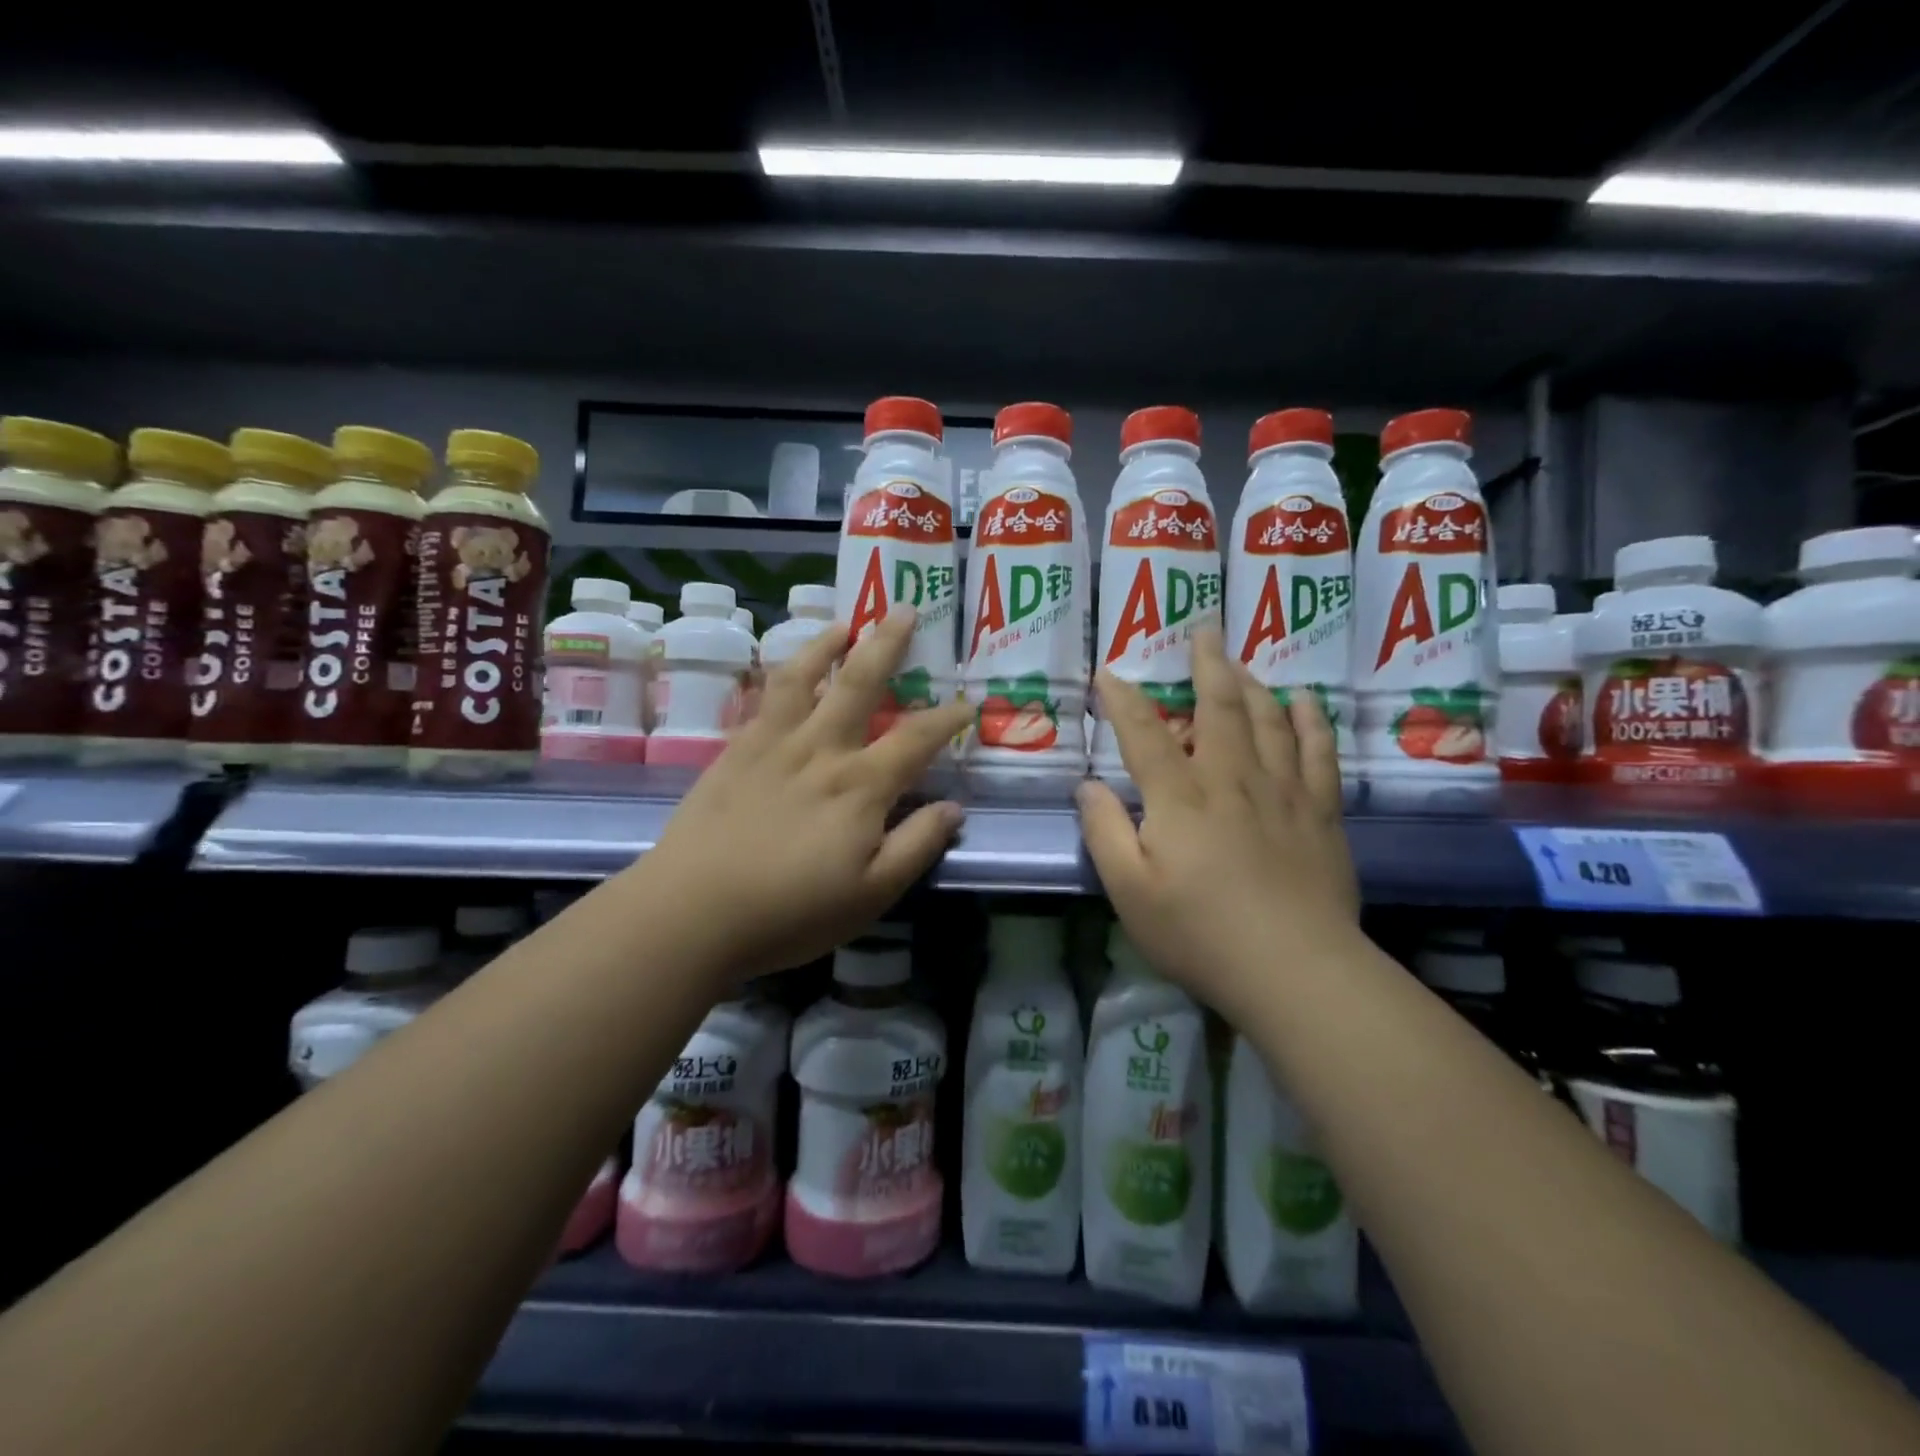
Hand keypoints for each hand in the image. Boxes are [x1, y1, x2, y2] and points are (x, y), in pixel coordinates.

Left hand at [633, 607, 971, 982]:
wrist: (693, 911)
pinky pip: (764, 699)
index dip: (947, 718)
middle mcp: (821, 750)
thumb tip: (954, 807)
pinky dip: (782, 674)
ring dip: (827, 644)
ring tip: (844, 623)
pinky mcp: (735, 752)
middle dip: (886, 644)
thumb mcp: (872, 894)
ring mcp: (773, 745)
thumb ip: (916, 845)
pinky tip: (787, 671)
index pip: (916, 739)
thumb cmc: (791, 911)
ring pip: (804, 677)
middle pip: (859, 683)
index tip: (967, 702)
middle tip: (902, 610)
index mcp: (860, 786)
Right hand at [1077, 626, 1360, 1017]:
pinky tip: (1305, 700)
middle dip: (1207, 664)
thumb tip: (1088, 785)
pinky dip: (1311, 720)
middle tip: (1203, 629)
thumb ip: (1105, 832)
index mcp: (1179, 797)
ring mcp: (1282, 792)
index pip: (1144, 733)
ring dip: (1253, 683)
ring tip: (1242, 661)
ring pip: (1270, 719)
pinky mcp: (1320, 812)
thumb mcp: (1129, 891)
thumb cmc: (1199, 933)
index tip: (1109, 673)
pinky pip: (1319, 751)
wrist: (1294, 969)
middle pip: (1219, 707)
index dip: (1123, 699)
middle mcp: (1230, 779)